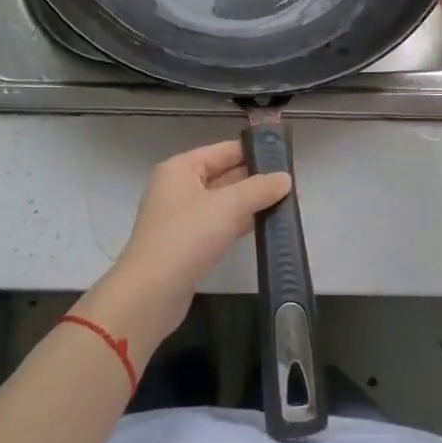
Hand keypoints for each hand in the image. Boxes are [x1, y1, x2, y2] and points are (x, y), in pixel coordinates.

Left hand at [94, 140, 292, 347]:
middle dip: (253, 178)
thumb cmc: (187, 236)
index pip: (222, 150)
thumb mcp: (228, 206)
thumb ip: (258, 189)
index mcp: (180, 168)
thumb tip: (285, 178)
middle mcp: (178, 188)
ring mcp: (180, 217)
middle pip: (222, 174)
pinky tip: (263, 226)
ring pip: (221, 202)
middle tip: (290, 180)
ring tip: (285, 201)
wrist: (151, 292)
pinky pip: (218, 224)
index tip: (283, 154)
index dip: (252, 150)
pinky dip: (238, 223)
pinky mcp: (186, 244)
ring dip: (248, 202)